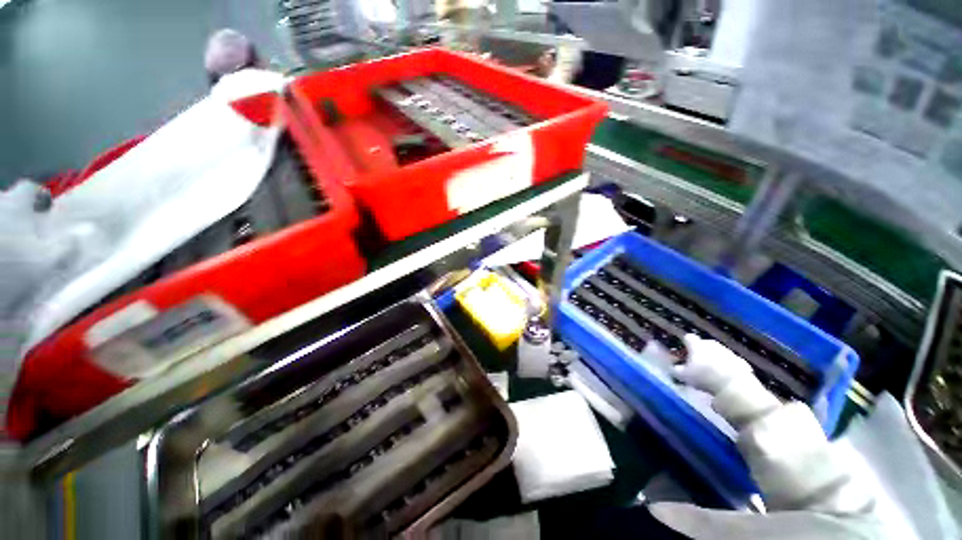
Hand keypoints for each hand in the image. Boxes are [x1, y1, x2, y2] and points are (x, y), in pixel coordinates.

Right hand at [673, 334, 753, 394]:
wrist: (734, 386)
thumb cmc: (704, 377)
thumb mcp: (684, 376)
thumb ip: (676, 369)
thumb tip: (674, 366)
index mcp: (697, 344)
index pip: (688, 337)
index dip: (684, 344)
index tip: (683, 353)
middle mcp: (712, 344)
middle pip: (703, 344)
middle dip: (699, 352)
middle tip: (696, 364)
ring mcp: (727, 351)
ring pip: (717, 352)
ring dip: (713, 359)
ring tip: (711, 372)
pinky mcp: (740, 361)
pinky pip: (729, 361)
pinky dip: (726, 366)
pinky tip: (724, 377)